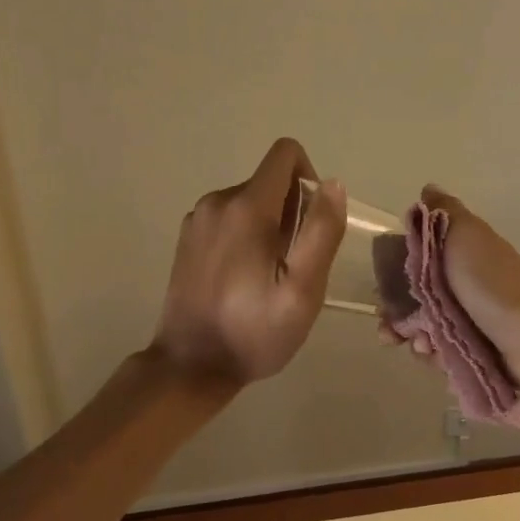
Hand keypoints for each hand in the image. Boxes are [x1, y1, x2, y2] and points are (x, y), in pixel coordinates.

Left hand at [152, 138, 346, 385]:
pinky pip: (228, 219)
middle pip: (269, 182)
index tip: (311, 225)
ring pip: (249, 201)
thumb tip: (332, 184)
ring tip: (268, 278)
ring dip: (269, 227)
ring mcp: (197, 220)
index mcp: (247, 207)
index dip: (309, 179)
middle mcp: (217, 201)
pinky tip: (243, 280)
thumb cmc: (254, 333)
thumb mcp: (303, 291)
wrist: (190, 366)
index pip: (285, 155)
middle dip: (291, 212)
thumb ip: (321, 232)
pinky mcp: (187, 239)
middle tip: (291, 267)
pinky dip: (245, 237)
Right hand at [380, 185, 519, 387]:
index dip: (393, 275)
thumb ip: (443, 212)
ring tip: (419, 344)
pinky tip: (434, 355)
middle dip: (396, 314)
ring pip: (423, 329)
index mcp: (459, 255)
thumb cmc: (489, 281)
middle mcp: (462, 286)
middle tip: (389, 328)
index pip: (415, 262)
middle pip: (414, 299)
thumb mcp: (465, 233)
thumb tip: (428, 189)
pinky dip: (432, 355)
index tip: (380, 289)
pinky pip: (439, 354)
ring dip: (412, 337)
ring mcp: (467, 320)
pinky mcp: (471, 351)